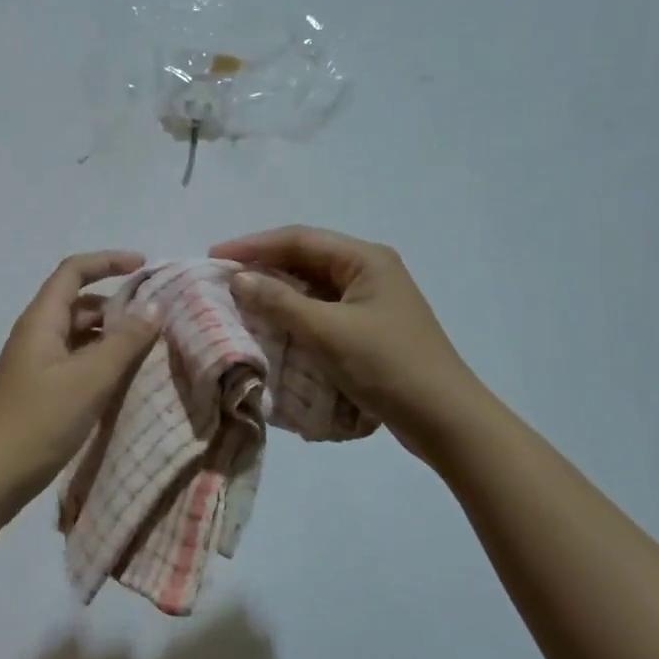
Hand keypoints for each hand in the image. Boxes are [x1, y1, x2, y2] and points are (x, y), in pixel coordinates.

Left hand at [0, 251, 162, 522]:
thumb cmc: (36, 423)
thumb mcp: (88, 380)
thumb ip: (124, 342)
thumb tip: (154, 307)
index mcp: (41, 321)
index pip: (74, 271)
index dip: (109, 262)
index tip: (146, 267)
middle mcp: (37, 335)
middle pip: (79, 303)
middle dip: (118, 304)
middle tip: (159, 319)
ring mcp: (36, 365)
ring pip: (80, 336)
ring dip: (112, 336)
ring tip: (151, 350)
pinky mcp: (39, 392)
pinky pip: (76, 363)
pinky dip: (101, 363)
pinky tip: (125, 381)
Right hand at [209, 226, 474, 459]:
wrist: (444, 419)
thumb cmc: (386, 365)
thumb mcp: (327, 332)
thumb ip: (280, 302)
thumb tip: (240, 280)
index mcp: (365, 260)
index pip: (299, 239)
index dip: (253, 245)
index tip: (214, 256)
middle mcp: (369, 272)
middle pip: (306, 260)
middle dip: (263, 268)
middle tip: (222, 280)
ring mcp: (371, 302)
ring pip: (313, 288)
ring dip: (277, 294)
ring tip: (239, 303)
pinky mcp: (369, 330)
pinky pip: (322, 313)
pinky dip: (294, 317)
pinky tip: (272, 329)